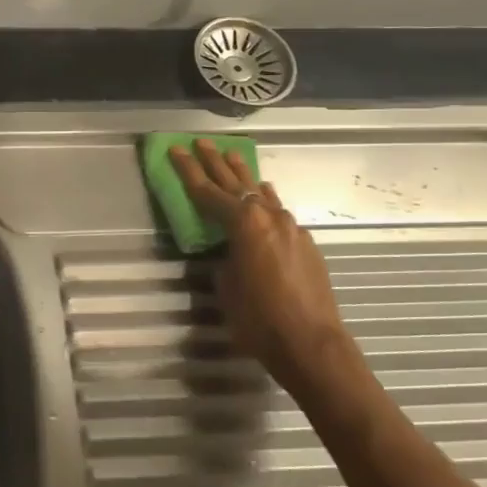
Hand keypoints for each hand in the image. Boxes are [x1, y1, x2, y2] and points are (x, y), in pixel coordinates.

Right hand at [168, 141, 352, 393]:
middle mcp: (268, 216)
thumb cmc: (258, 318)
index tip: (174, 150)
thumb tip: (226, 249)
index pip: (206, 190)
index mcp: (242, 223)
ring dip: (243, 175)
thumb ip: (223, 257)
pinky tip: (264, 193)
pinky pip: (278, 210)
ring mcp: (290, 227)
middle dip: (214, 161)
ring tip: (231, 156)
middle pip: (235, 182)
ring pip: (261, 192)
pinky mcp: (305, 242)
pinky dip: (265, 198)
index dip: (187, 170)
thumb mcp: (225, 286)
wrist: (312, 344)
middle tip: (200, 143)